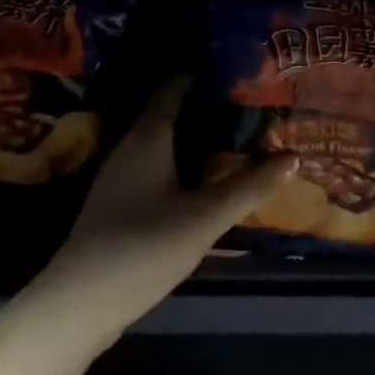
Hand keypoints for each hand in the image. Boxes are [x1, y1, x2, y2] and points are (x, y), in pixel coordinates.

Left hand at [29, 80, 296, 342]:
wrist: (81, 300)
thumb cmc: (144, 245)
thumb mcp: (205, 217)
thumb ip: (248, 186)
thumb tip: (293, 156)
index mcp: (147, 136)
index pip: (174, 89)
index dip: (203, 77)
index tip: (238, 74)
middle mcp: (129, 147)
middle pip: (169, 115)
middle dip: (206, 110)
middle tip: (249, 109)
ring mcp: (119, 177)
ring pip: (162, 145)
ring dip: (195, 140)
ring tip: (235, 142)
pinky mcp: (117, 205)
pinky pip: (155, 169)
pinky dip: (182, 166)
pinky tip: (203, 183)